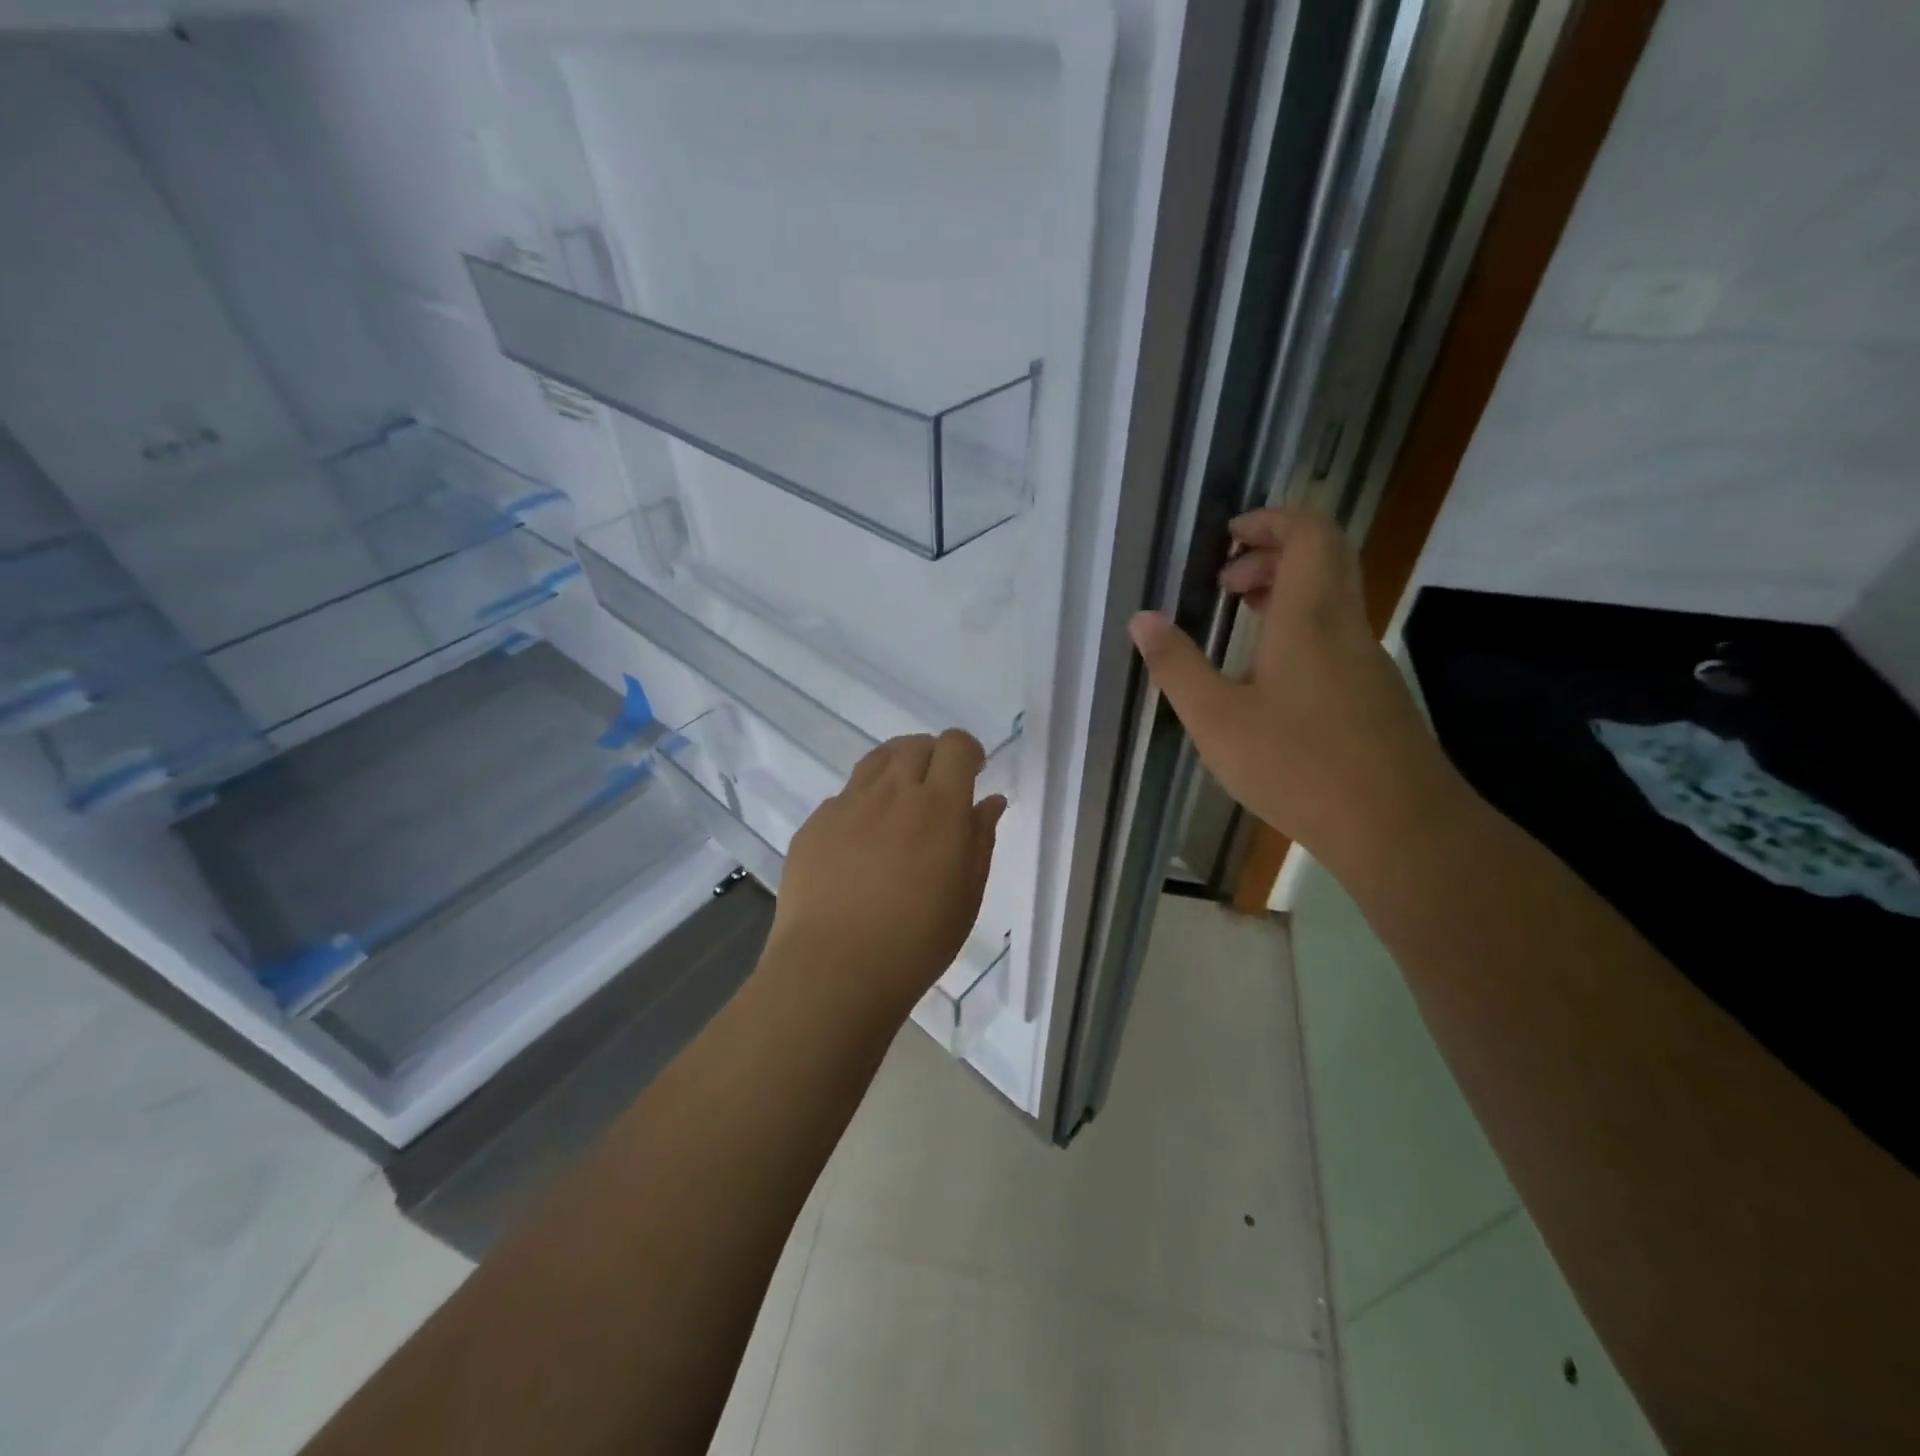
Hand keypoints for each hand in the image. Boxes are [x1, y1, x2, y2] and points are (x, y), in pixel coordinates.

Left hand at [767, 730, 1005, 1014]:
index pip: (955, 746)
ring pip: (876, 761)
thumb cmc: (916, 941)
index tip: (973, 770)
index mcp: (938, 806)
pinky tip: (861, 840)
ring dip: (896, 767)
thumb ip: (980, 839)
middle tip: (938, 787)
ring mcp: (847, 805)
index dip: (967, 750)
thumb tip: (990, 801)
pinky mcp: (814, 824)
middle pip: (914, 745)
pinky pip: (844, 796)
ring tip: (900, 800)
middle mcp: (891, 792)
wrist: (834, 969)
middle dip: (933, 756)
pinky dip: (862, 803)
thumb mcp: (967, 895)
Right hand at [1128, 508, 1460, 867]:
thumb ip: (1177, 666)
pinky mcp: (1376, 694)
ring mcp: (1368, 661)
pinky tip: (1269, 675)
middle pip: (1325, 557)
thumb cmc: (1298, 765)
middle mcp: (1346, 626)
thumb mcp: (1216, 719)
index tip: (1229, 536)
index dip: (1271, 519)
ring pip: (1333, 598)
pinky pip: (1337, 635)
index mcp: (1310, 618)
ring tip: (1240, 618)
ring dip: (1287, 592)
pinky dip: (1301, 627)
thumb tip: (1142, 619)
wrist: (1398, 827)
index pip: (1309, 533)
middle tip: (1226, 582)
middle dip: (1273, 552)